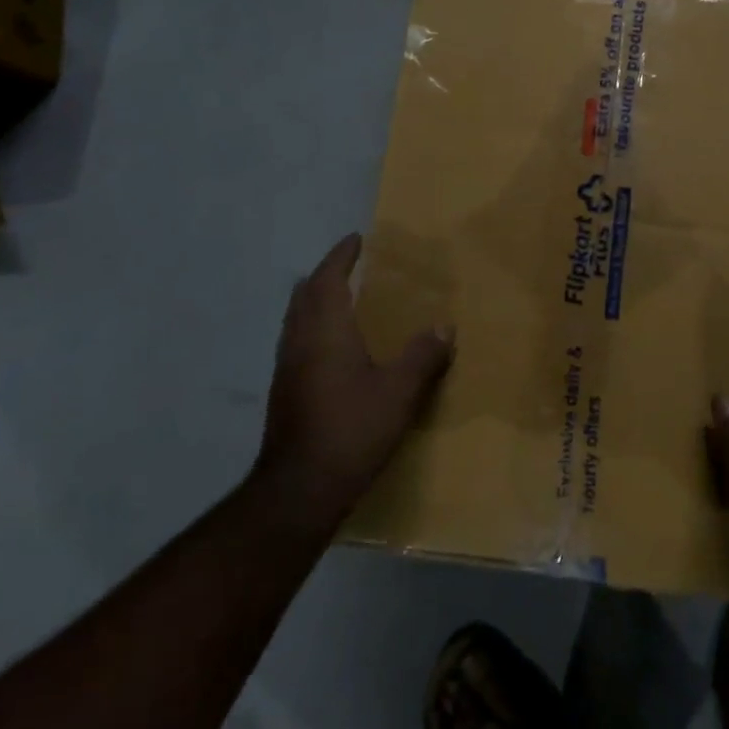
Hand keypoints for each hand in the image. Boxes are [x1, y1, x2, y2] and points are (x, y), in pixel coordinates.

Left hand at [252, 233, 454, 525]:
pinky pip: (298, 340)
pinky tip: (334, 346)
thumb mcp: (399, 392)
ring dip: (316, 299)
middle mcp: (300, 341)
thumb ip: (423, 356)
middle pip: (305, 294)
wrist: (299, 488)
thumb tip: (444, 327)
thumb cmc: (352, 429)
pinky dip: (314, 326)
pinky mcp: (285, 392)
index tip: (356, 239)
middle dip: (325, 274)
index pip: (328, 279)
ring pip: (297, 319)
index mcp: (325, 332)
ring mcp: (287, 368)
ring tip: (343, 297)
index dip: (341, 256)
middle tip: (350, 264)